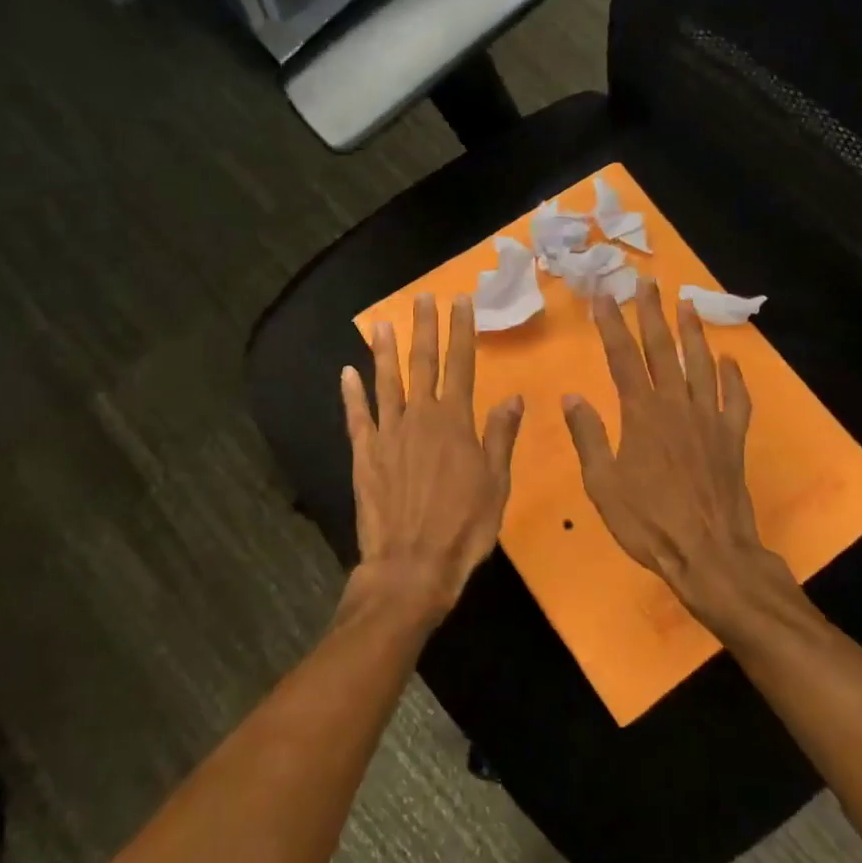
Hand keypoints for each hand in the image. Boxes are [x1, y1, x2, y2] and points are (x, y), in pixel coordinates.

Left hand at [341, 293, 524, 625]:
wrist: (411, 565)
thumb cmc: (464, 528)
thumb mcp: (496, 485)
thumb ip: (500, 437)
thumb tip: (514, 398)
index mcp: (455, 423)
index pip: (461, 365)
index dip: (461, 331)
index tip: (461, 302)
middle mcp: (420, 418)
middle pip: (423, 363)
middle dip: (425, 328)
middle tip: (423, 297)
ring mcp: (388, 434)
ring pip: (386, 382)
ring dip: (386, 351)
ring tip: (383, 323)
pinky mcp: (364, 454)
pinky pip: (357, 416)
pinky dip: (351, 393)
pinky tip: (347, 372)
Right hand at [561, 280, 801, 634]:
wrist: (709, 553)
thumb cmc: (648, 522)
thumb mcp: (602, 484)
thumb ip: (588, 438)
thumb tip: (572, 397)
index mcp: (641, 414)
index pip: (622, 358)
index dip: (611, 324)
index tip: (603, 295)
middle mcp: (676, 406)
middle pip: (663, 350)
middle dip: (652, 313)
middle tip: (646, 282)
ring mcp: (709, 419)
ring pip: (701, 364)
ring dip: (692, 332)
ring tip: (687, 303)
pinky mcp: (732, 438)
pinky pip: (735, 399)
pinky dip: (733, 377)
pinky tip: (730, 361)